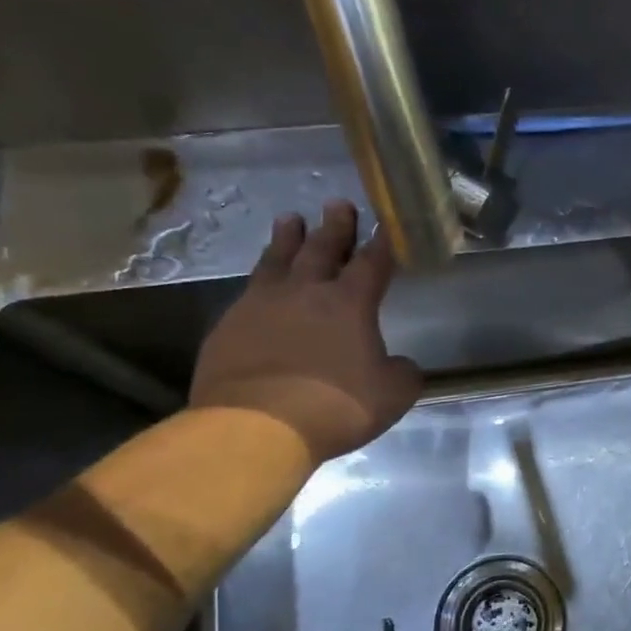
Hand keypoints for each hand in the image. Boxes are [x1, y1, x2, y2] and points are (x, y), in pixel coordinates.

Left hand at [189, 202, 421, 464]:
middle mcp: (306, 293)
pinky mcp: (228, 326)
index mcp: (350, 303)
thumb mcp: (392, 395)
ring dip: (287, 239)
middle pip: (322, 249)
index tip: (385, 224)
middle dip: (334, 227)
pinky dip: (261, 281)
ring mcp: (261, 306)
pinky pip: (249, 293)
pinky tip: (260, 283)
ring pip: (277, 261)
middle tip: (337, 204)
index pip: (372, 263)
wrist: (257, 426)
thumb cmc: (336, 406)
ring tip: (290, 219)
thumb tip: (400, 365)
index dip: (382, 243)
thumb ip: (402, 373)